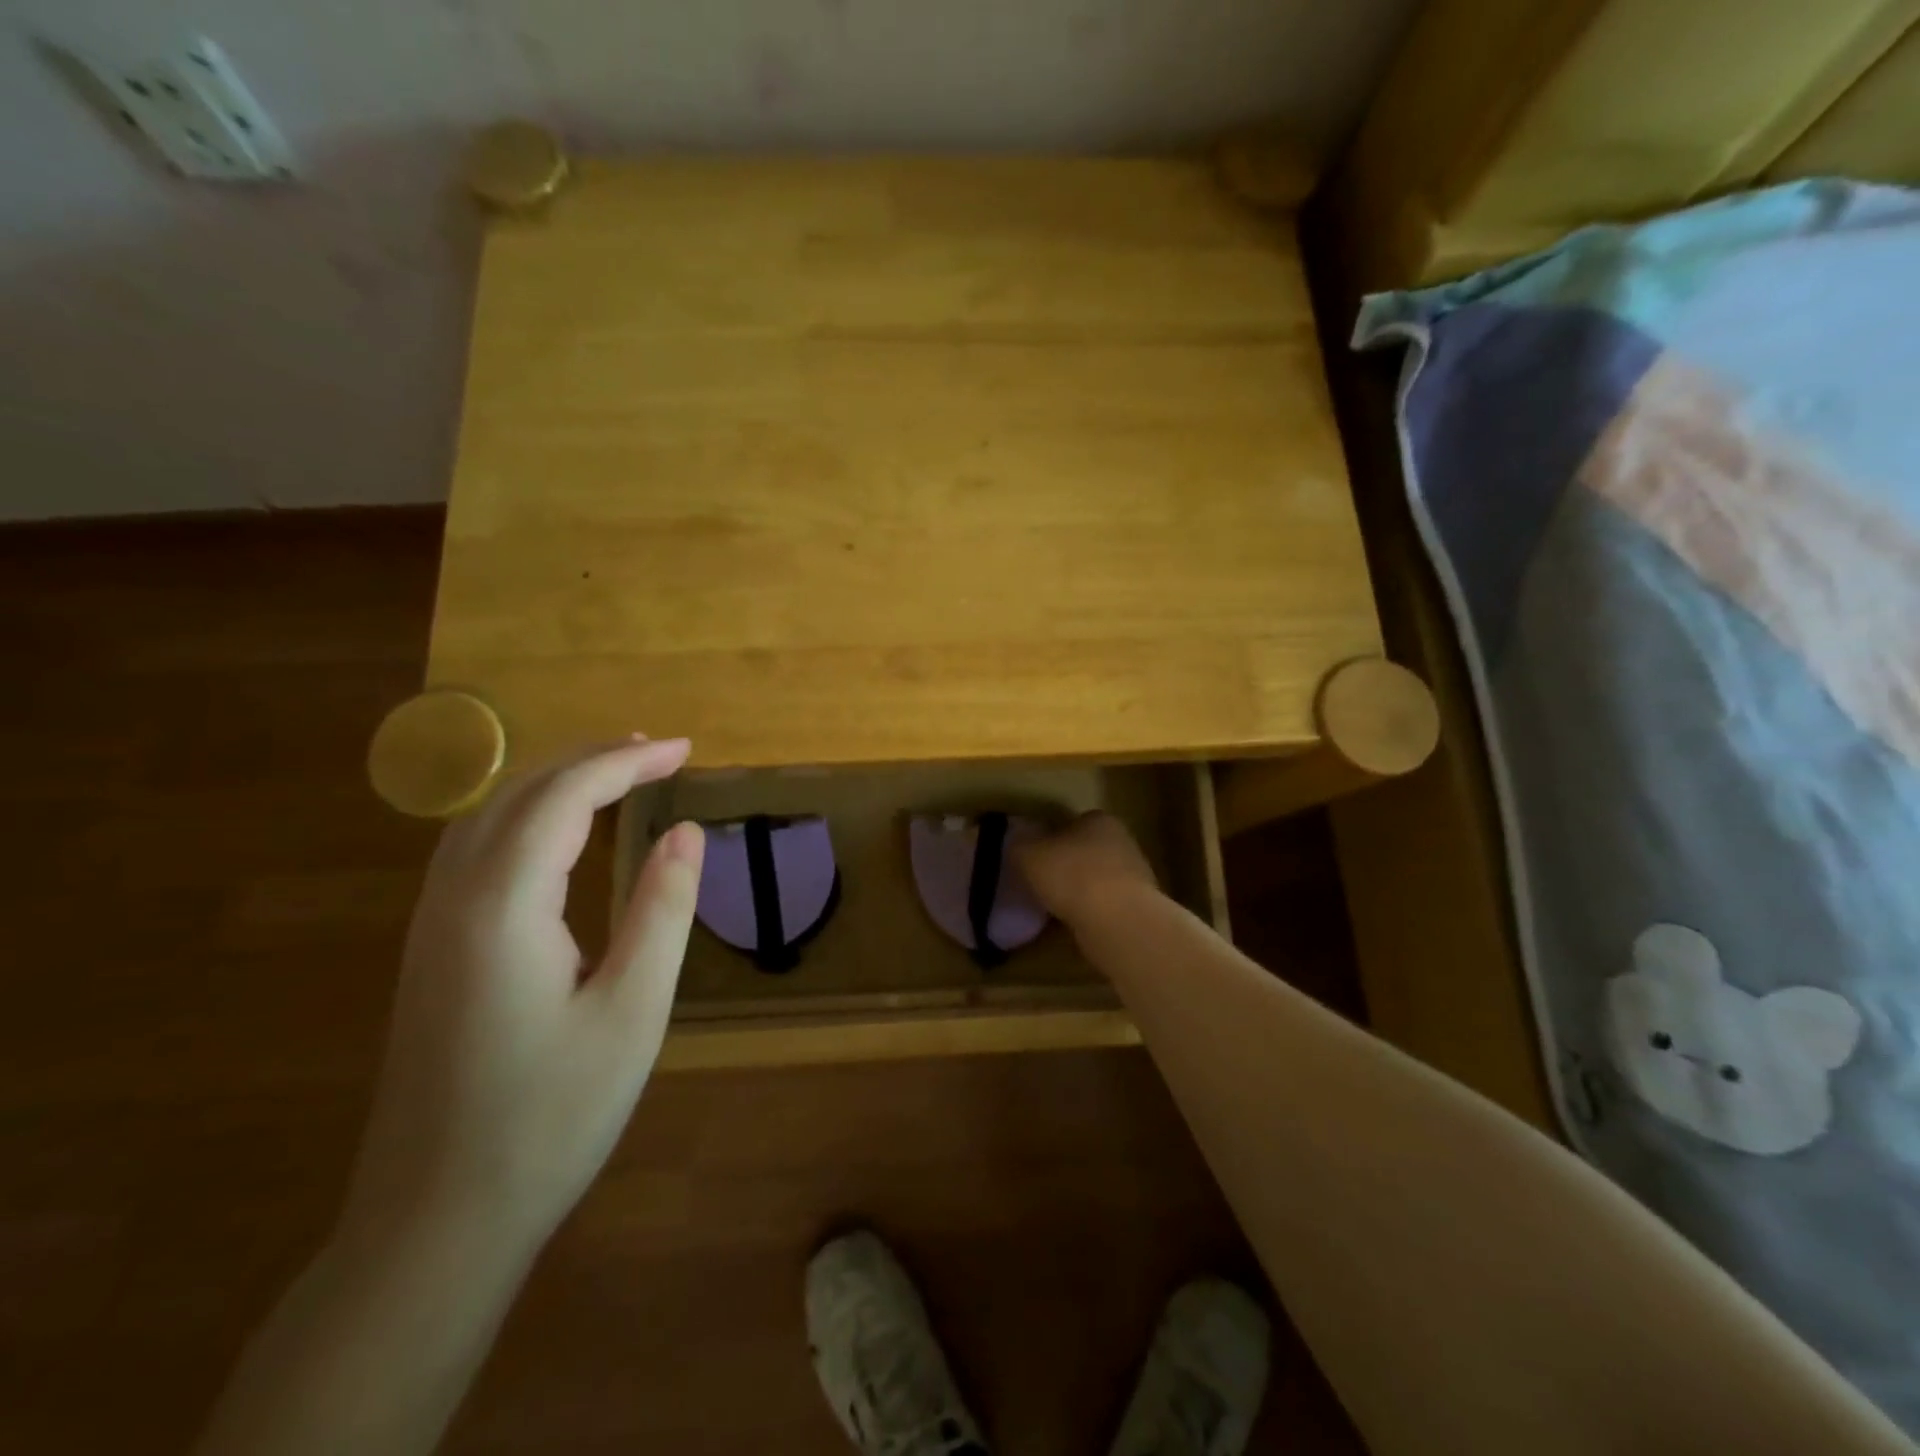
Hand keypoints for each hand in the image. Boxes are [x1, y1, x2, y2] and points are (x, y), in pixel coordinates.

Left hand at [341, 737, 704, 1257]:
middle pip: (518, 792)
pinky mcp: (430, 951)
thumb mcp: (633, 1010)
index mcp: (503, 905)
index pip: (566, 797)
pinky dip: (526, 815)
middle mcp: (454, 898)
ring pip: (486, 816)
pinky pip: (474, 849)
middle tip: (657, 752)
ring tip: (616, 774)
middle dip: (589, 758)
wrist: (436, 1222)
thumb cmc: (551, 1116)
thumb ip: (662, 909)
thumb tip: (687, 832)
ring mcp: (431, 925)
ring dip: (553, 780)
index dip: (628, 762)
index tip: (684, 749)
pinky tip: (557, 833)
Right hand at [1014, 811, 1157, 928]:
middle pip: (1087, 850)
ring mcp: (1135, 875)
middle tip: (1043, 882)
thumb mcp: (1029, 855)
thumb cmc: (1072, 875)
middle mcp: (1122, 841)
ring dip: (1081, 890)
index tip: (1036, 857)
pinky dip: (1093, 912)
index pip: (1073, 823)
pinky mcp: (1139, 907)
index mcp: (1099, 820)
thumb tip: (1017, 843)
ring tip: (1057, 907)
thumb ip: (1020, 845)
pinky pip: (1107, 905)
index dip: (1052, 839)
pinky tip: (1076, 923)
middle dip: (1068, 864)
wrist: (1118, 921)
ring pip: (1098, 878)